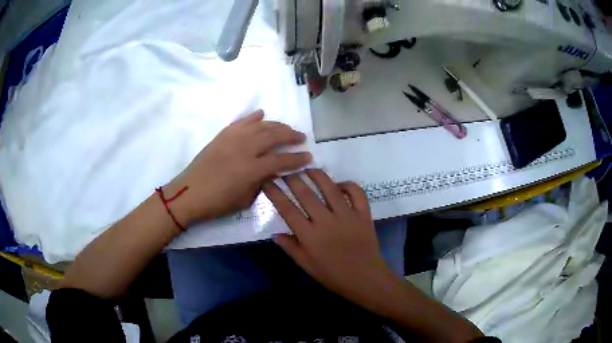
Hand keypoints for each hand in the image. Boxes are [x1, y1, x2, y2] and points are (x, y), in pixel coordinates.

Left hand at [165, 110, 311, 226]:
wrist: (189, 193)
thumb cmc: (217, 202)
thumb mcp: (244, 199)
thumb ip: (262, 183)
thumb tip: (273, 171)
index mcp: (251, 169)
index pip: (281, 161)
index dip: (297, 159)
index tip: (309, 156)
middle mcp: (244, 149)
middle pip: (273, 136)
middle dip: (290, 135)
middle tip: (301, 137)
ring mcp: (232, 139)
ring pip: (259, 126)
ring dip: (276, 125)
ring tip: (286, 128)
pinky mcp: (222, 135)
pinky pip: (240, 122)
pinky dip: (252, 117)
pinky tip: (261, 114)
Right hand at [263, 169, 395, 305]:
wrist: (366, 279)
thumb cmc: (334, 276)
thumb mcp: (307, 266)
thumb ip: (291, 248)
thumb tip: (276, 234)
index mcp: (310, 236)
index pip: (287, 209)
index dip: (275, 193)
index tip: (267, 182)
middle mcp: (326, 221)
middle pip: (306, 194)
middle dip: (293, 179)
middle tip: (286, 171)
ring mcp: (347, 215)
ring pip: (330, 188)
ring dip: (317, 175)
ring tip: (308, 168)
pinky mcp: (363, 214)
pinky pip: (356, 193)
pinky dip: (348, 185)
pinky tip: (339, 185)